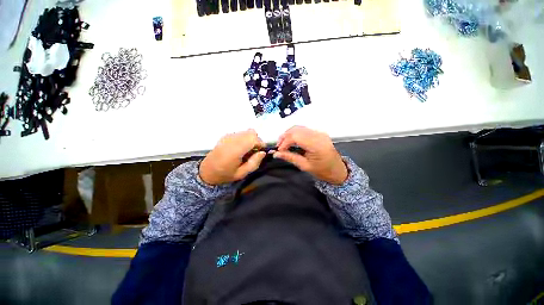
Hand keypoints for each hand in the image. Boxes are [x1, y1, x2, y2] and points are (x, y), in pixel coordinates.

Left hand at [199, 129, 266, 184]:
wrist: (207, 171)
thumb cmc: (225, 174)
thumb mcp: (242, 174)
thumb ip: (254, 163)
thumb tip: (263, 152)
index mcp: (235, 150)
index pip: (253, 138)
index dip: (260, 144)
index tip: (260, 152)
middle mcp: (232, 140)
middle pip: (251, 132)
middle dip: (256, 141)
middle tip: (254, 151)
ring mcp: (228, 136)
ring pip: (246, 131)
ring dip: (250, 139)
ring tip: (247, 150)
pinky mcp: (226, 135)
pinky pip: (240, 133)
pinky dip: (244, 138)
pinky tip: (240, 148)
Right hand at [274, 126, 347, 184]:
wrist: (337, 170)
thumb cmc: (322, 171)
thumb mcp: (305, 166)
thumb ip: (290, 157)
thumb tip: (276, 154)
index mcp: (316, 145)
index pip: (295, 136)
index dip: (284, 142)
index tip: (279, 151)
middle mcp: (318, 135)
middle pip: (296, 129)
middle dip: (284, 137)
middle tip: (279, 147)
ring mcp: (319, 132)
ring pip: (299, 128)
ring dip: (289, 134)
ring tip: (283, 144)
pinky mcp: (318, 133)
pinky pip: (303, 130)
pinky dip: (295, 134)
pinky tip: (291, 141)